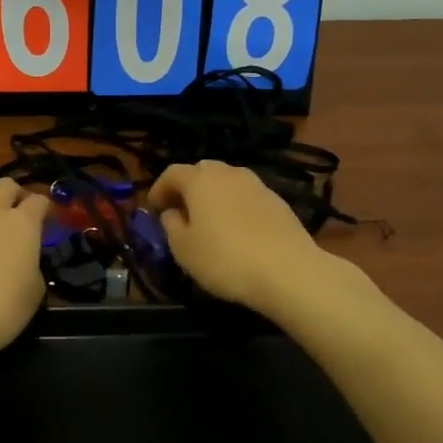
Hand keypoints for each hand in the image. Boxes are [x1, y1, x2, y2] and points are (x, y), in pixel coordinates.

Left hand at [0, 178, 50, 366]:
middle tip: (15, 212)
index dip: (44, 210)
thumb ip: (32, 267)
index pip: (39, 201)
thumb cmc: (1, 310)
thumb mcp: (34, 293)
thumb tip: (24, 262)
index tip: (45, 222)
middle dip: (13, 194)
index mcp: (23, 224)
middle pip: (5, 185)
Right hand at [147, 161, 328, 311]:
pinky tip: (237, 229)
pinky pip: (247, 196)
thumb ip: (172, 226)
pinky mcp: (278, 201)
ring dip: (214, 195)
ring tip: (210, 221)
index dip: (159, 189)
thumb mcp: (183, 249)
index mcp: (200, 180)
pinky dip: (235, 205)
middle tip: (181, 211)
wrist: (288, 271)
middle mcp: (228, 174)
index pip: (172, 173)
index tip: (154, 209)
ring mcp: (257, 185)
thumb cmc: (224, 259)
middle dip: (188, 187)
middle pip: (202, 171)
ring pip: (227, 181)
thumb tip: (173, 213)